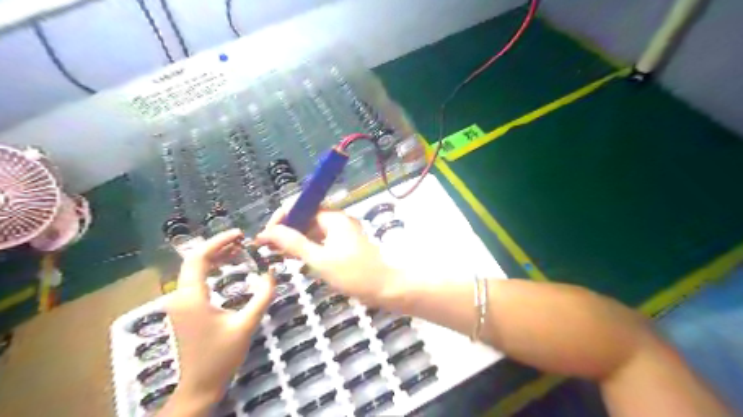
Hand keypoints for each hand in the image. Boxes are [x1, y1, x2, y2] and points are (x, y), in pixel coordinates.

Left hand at [162, 231, 274, 413]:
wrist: (200, 386)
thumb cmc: (222, 356)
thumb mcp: (247, 324)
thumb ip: (262, 295)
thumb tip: (272, 271)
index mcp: (191, 297)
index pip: (198, 258)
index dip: (218, 241)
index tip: (240, 234)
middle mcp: (179, 296)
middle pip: (194, 260)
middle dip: (219, 246)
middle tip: (243, 241)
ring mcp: (179, 303)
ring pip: (193, 269)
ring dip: (215, 257)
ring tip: (239, 250)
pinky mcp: (184, 309)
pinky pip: (195, 280)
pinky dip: (211, 269)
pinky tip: (227, 268)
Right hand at [256, 210, 405, 307]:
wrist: (386, 288)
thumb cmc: (354, 274)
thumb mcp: (320, 260)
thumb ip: (294, 243)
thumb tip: (268, 231)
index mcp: (333, 217)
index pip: (301, 207)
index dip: (281, 218)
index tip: (266, 236)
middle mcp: (338, 220)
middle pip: (306, 217)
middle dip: (287, 230)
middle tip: (268, 249)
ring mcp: (343, 232)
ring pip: (313, 230)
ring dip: (296, 240)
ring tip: (278, 255)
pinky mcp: (345, 244)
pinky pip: (322, 240)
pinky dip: (308, 247)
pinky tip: (297, 259)